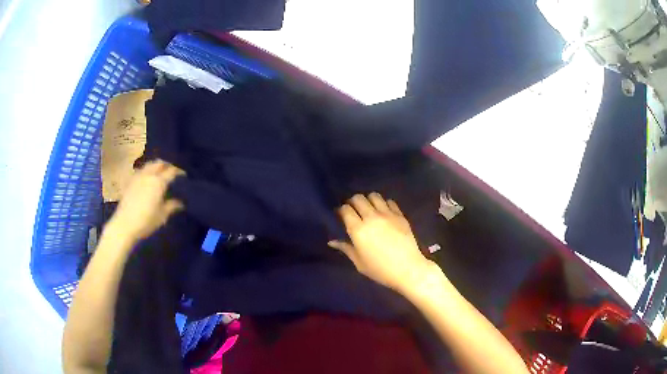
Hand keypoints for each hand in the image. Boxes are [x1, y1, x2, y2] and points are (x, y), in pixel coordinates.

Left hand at [108, 160, 184, 240]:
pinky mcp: (130, 182)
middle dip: (167, 165)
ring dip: (156, 166)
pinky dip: (147, 171)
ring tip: (160, 173)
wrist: (125, 225)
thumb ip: (172, 206)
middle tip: (172, 171)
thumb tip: (181, 202)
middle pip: (159, 163)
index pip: (172, 171)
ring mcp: (138, 177)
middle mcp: (149, 175)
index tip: (184, 175)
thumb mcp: (162, 216)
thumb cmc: (146, 221)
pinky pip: (141, 171)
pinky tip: (148, 179)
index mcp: (159, 182)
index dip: (179, 171)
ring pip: (149, 165)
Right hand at [329, 193, 437, 293]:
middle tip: (354, 211)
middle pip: (358, 198)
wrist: (408, 269)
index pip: (345, 209)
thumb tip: (332, 241)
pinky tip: (384, 212)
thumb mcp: (359, 262)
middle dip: (353, 202)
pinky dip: (384, 204)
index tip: (341, 216)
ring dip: (368, 200)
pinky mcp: (400, 215)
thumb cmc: (380, 270)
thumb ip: (346, 248)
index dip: (341, 210)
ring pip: (374, 195)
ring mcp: (388, 214)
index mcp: (358, 230)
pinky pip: (390, 201)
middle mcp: (372, 217)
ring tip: (369, 209)